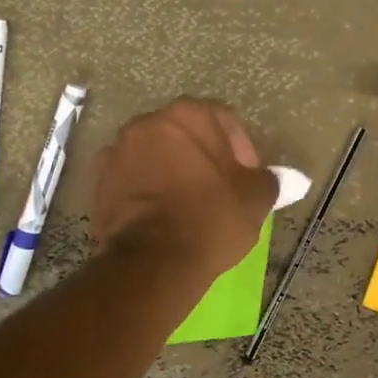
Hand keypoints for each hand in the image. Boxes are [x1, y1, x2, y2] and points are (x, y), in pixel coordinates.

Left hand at [91, 98, 278, 280]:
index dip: (241, 149)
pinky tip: (161, 217)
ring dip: (172, 171)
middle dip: (204, 157)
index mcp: (188, 115)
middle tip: (220, 190)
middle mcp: (148, 122)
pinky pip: (132, 178)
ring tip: (187, 206)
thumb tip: (279, 178)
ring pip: (156, 155)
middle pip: (186, 134)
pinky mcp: (98, 182)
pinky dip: (146, 190)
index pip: (224, 120)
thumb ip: (269, 180)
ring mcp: (117, 151)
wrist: (152, 262)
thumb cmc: (211, 219)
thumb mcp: (255, 198)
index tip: (247, 179)